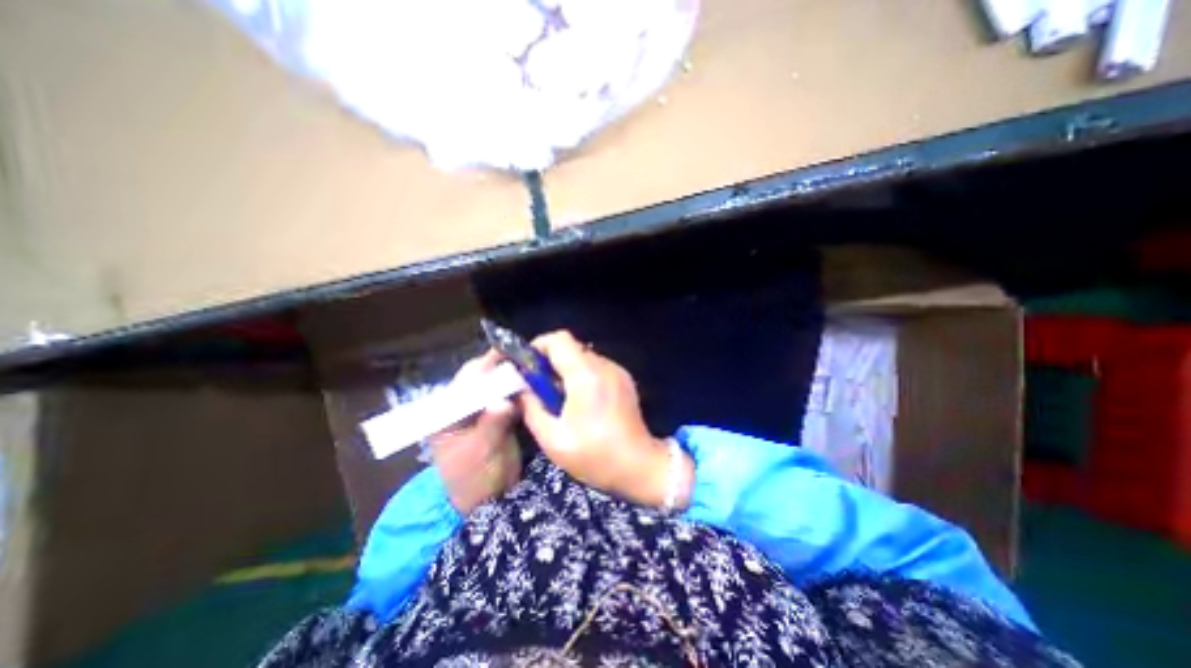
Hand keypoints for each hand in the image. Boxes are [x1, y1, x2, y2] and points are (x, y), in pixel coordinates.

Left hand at [432, 353, 519, 513]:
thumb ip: (491, 425)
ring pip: (498, 383)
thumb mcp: (480, 453)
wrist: (487, 502)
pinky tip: (535, 382)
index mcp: (448, 413)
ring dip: (515, 375)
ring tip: (535, 365)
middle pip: (483, 377)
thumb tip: (504, 402)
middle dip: (503, 366)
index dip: (488, 365)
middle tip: (528, 357)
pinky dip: (521, 388)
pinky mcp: (498, 415)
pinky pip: (510, 395)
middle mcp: (463, 405)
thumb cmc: (474, 480)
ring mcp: (482, 409)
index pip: (466, 381)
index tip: (510, 353)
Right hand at [517, 331, 694, 507]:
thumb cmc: (595, 456)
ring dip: (566, 371)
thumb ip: (531, 408)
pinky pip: (596, 368)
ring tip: (560, 399)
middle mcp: (604, 365)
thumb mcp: (553, 439)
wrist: (640, 466)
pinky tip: (581, 403)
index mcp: (585, 375)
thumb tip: (521, 389)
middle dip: (550, 363)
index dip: (538, 347)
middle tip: (540, 388)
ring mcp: (617, 371)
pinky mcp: (624, 380)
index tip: (527, 368)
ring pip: (583, 358)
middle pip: (571, 347)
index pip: (559, 339)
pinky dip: (582, 377)